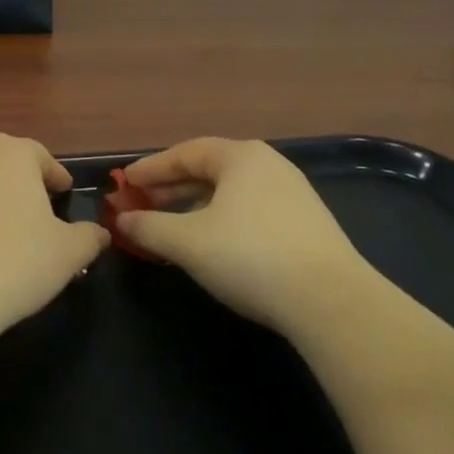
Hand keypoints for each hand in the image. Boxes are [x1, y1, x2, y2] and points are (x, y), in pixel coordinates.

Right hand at [120, 138, 367, 330]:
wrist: (331, 301)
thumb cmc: (250, 256)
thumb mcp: (188, 242)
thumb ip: (149, 226)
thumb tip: (122, 219)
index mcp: (241, 157)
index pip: (186, 153)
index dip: (151, 168)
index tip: (124, 183)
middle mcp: (268, 166)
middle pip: (209, 170)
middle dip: (172, 188)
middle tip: (142, 204)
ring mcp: (292, 195)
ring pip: (230, 193)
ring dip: (195, 207)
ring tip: (170, 227)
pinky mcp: (306, 225)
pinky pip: (250, 212)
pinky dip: (221, 221)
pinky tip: (210, 245)